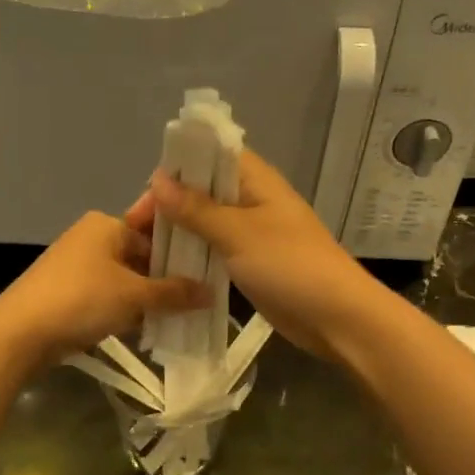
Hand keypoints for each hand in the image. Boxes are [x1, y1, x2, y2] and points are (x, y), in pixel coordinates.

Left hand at [0, 202, 208, 367]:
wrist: (20, 333)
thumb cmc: (82, 300)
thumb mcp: (134, 296)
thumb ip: (175, 293)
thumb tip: (211, 293)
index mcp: (106, 224)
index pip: (154, 229)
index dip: (182, 247)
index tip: (208, 266)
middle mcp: (92, 237)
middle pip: (141, 254)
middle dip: (167, 277)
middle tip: (201, 296)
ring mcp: (78, 265)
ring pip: (126, 278)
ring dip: (149, 296)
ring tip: (182, 314)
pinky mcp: (69, 291)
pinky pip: (109, 295)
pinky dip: (127, 308)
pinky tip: (150, 327)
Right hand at [148, 151, 388, 362]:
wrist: (337, 318)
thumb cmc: (289, 265)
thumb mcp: (237, 233)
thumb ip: (196, 208)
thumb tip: (158, 179)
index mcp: (256, 180)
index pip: (210, 157)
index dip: (177, 168)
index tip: (147, 196)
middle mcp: (253, 200)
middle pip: (203, 191)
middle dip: (170, 205)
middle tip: (138, 231)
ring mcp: (252, 233)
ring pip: (206, 223)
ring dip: (179, 233)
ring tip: (145, 251)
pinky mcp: (251, 263)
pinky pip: (214, 251)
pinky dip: (193, 256)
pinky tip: (166, 269)